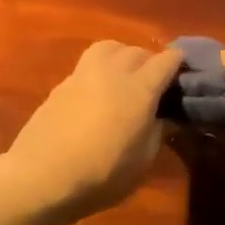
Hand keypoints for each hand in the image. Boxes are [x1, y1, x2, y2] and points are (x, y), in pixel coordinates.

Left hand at [0, 41, 183, 223]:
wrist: (41, 176)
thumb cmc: (102, 175)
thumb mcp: (143, 162)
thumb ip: (157, 132)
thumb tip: (164, 117)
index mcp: (140, 88)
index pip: (166, 60)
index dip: (178, 64)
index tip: (183, 75)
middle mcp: (113, 72)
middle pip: (137, 50)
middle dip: (150, 61)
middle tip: (154, 83)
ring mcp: (83, 74)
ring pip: (109, 48)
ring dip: (122, 56)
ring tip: (124, 76)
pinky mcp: (61, 84)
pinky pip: (87, 64)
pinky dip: (99, 70)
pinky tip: (97, 92)